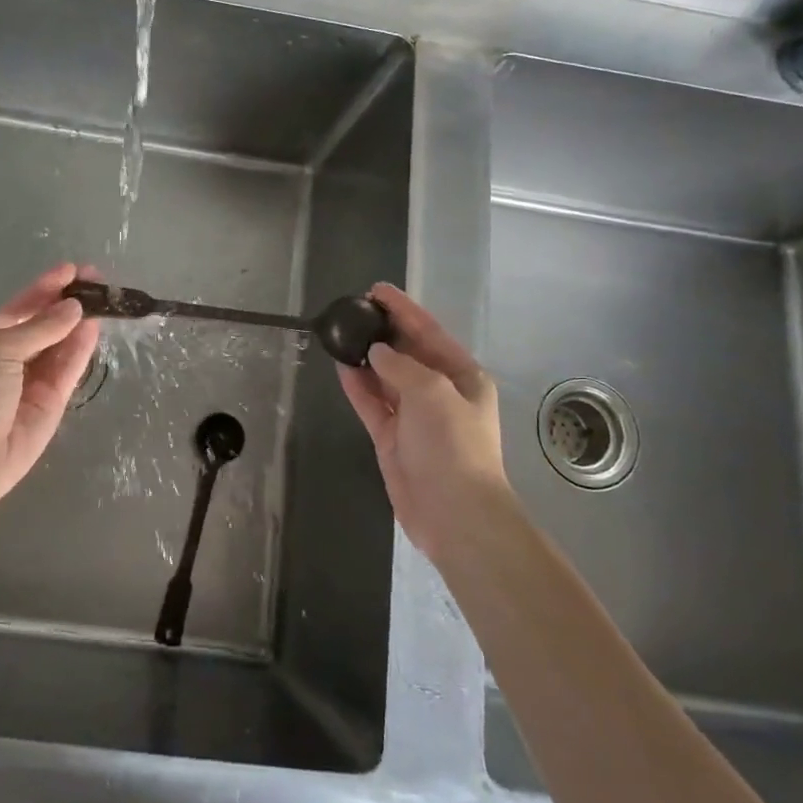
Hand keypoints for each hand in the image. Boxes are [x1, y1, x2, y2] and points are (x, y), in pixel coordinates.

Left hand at [0, 263, 100, 505]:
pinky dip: (81, 349)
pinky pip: (69, 370)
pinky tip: (95, 328)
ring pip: (60, 345)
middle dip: (66, 303)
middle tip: (96, 281)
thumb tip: (73, 308)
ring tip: (103, 300)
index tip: (72, 270)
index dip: (45, 288)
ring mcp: (32, 381)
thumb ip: (40, 328)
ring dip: (79, 323)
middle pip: (44, 325)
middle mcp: (9, 358)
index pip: (21, 307)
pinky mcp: (52, 403)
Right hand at [337, 283, 510, 562]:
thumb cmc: (452, 445)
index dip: (403, 309)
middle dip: (383, 331)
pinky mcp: (393, 438)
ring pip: (386, 377)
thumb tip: (375, 351)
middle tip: (353, 310)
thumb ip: (401, 366)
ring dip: (366, 357)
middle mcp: (440, 392)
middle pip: (407, 353)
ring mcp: (415, 416)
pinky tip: (340, 367)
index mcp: (463, 377)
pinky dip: (358, 386)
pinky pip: (372, 403)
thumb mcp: (432, 393)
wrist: (453, 513)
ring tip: (340, 333)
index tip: (376, 289)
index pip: (429, 333)